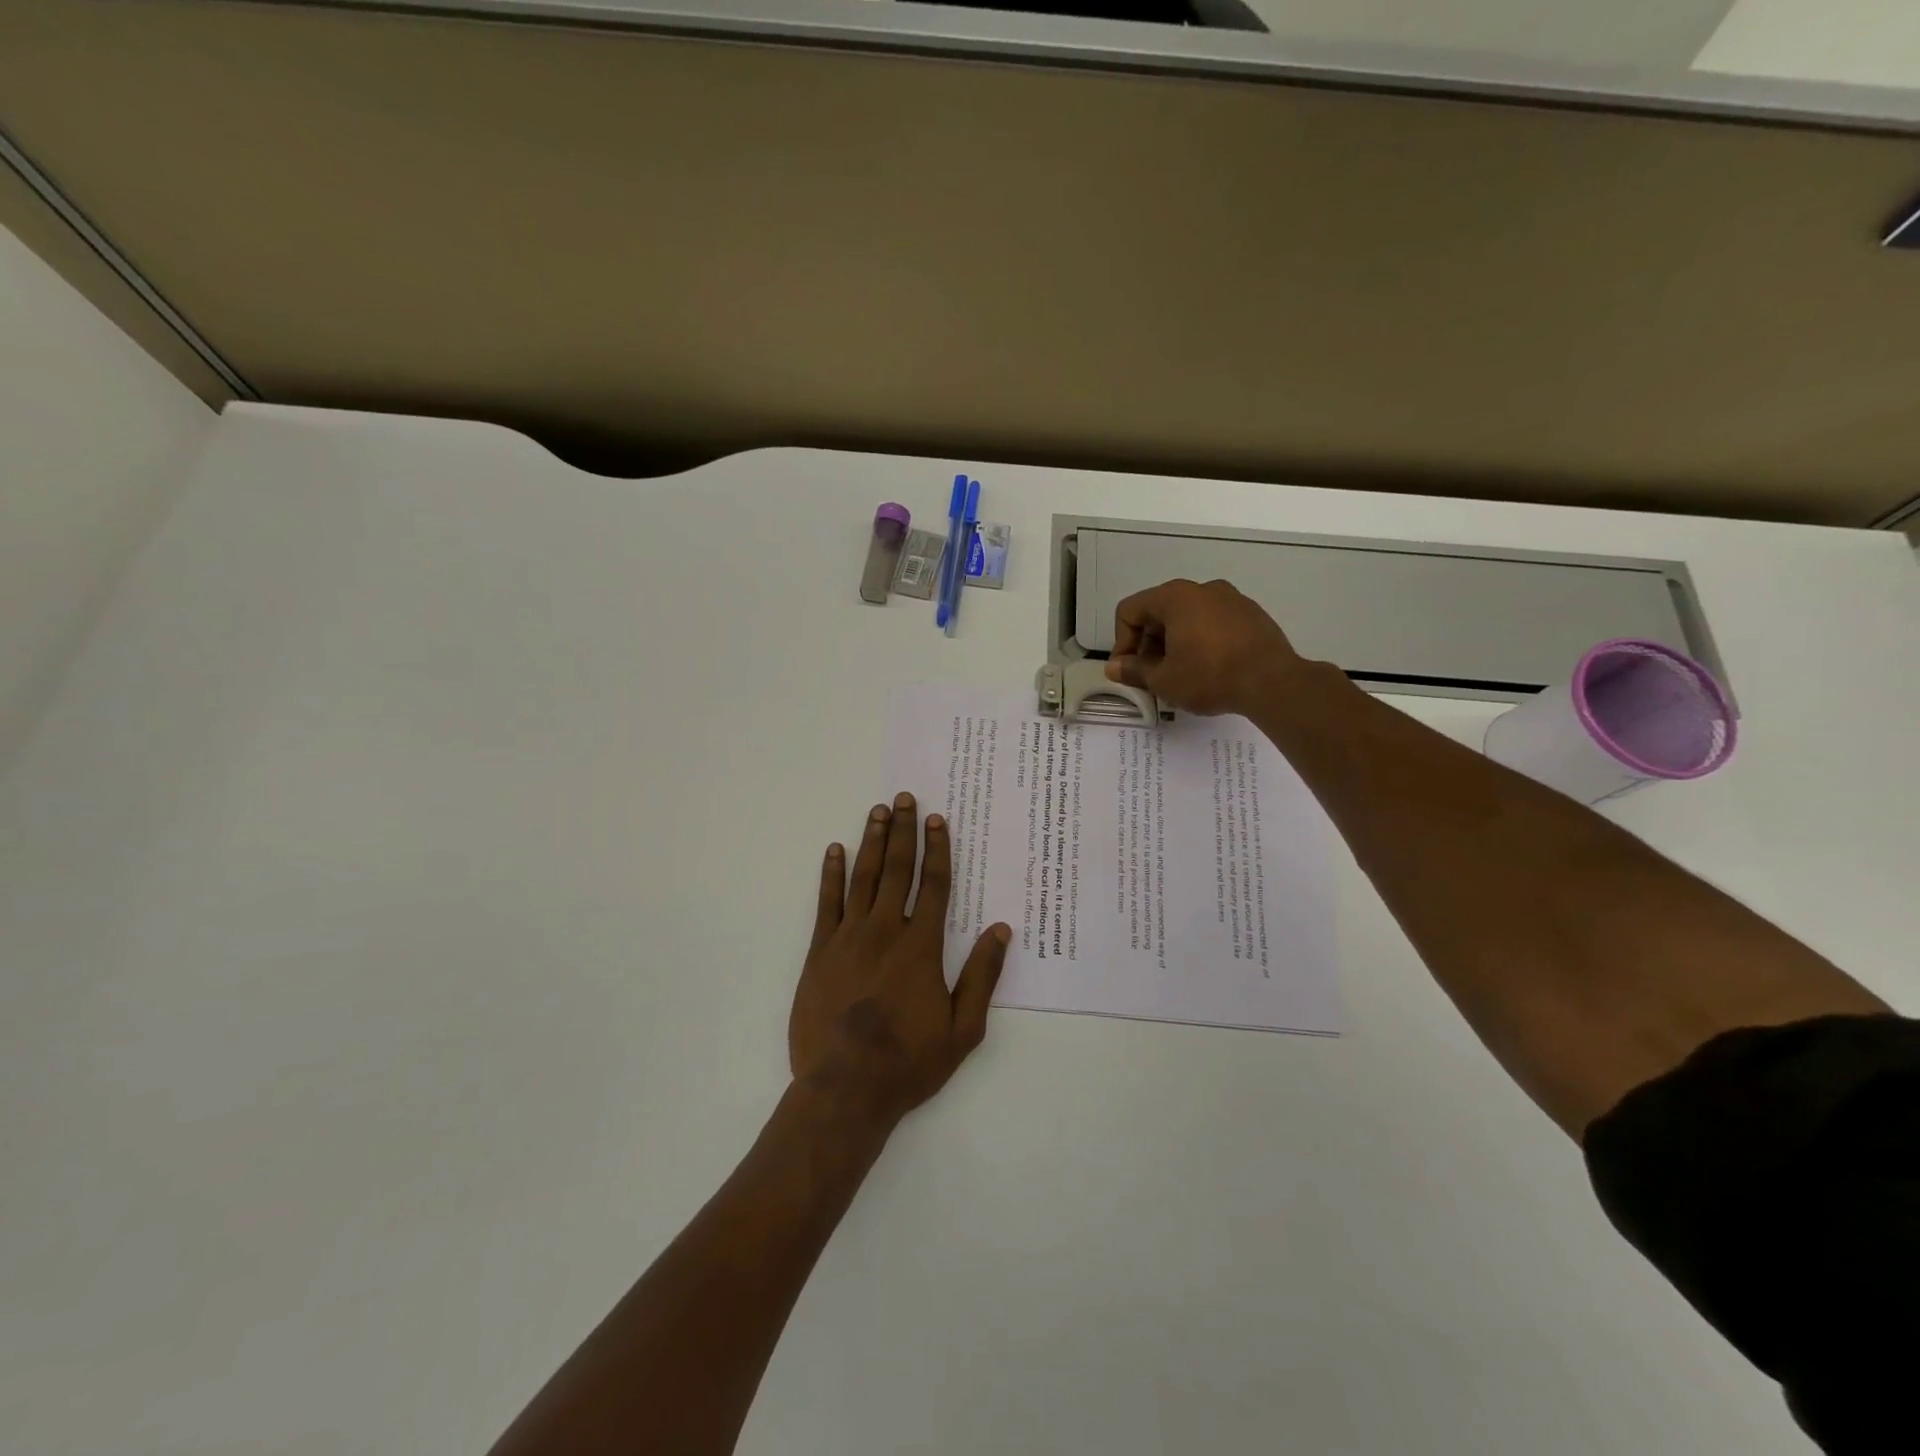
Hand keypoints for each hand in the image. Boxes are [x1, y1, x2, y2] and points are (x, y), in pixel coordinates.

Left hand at [790, 792, 1011, 1128]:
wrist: (846, 1088)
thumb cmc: (910, 1061)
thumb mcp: (963, 1028)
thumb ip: (982, 975)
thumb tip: (1001, 929)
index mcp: (921, 945)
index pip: (934, 884)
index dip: (938, 849)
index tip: (937, 819)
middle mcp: (886, 930)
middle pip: (898, 870)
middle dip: (903, 831)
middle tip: (904, 797)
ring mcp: (849, 938)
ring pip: (864, 878)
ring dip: (872, 841)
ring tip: (877, 811)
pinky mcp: (820, 952)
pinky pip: (826, 903)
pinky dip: (831, 874)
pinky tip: (834, 850)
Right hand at [1105, 578, 1305, 716]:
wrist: (1273, 682)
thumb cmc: (1209, 676)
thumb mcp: (1163, 680)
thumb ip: (1133, 670)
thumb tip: (1114, 668)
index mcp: (1174, 597)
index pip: (1130, 611)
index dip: (1121, 642)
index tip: (1130, 671)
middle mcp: (1202, 589)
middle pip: (1159, 612)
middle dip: (1148, 644)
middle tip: (1152, 676)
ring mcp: (1231, 598)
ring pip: (1188, 617)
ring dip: (1175, 644)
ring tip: (1181, 675)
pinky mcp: (1251, 614)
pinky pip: (1214, 623)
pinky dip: (1202, 641)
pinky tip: (1209, 669)